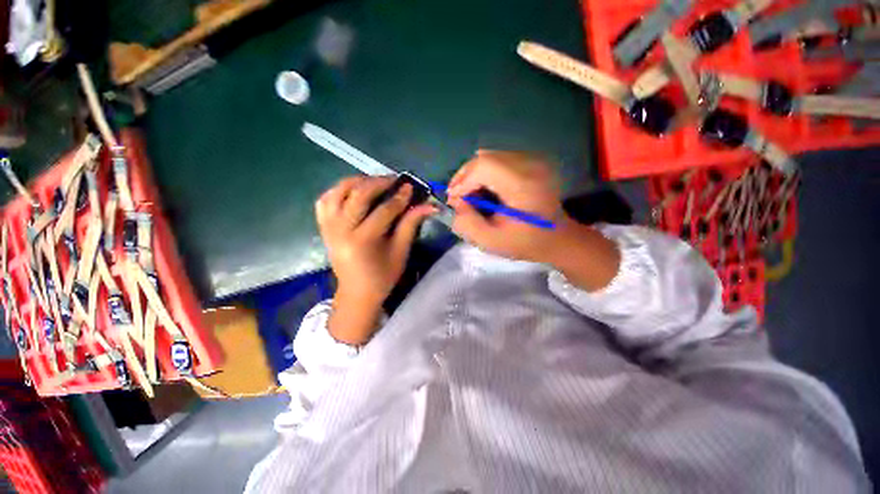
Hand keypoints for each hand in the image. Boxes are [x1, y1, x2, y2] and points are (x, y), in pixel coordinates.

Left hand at [316, 176, 435, 343]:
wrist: (357, 292)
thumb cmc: (383, 276)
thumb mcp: (401, 251)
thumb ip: (411, 224)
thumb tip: (429, 205)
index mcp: (363, 241)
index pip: (383, 211)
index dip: (399, 197)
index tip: (410, 187)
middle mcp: (341, 230)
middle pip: (358, 195)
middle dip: (378, 183)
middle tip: (394, 180)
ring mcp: (328, 227)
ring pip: (337, 192)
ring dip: (356, 182)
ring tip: (373, 182)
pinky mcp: (323, 227)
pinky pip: (324, 201)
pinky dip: (338, 191)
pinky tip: (352, 191)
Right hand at [447, 150, 619, 290]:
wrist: (557, 238)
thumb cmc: (525, 242)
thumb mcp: (491, 241)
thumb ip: (466, 223)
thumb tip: (454, 202)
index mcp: (523, 185)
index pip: (485, 166)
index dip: (463, 180)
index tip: (455, 199)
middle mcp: (530, 165)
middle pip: (486, 158)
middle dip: (465, 176)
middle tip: (457, 196)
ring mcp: (533, 160)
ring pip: (490, 156)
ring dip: (473, 174)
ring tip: (469, 193)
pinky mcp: (532, 161)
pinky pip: (499, 159)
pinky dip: (485, 172)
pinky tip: (484, 188)